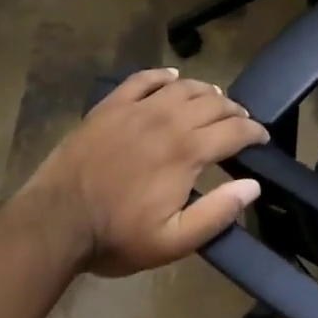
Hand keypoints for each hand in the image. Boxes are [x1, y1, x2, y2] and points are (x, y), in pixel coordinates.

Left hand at [18, 67, 268, 276]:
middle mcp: (168, 120)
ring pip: (183, 86)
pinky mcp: (111, 106)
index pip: (234, 131)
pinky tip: (172, 77)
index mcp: (187, 151)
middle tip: (242, 121)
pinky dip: (163, 75)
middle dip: (235, 110)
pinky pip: (143, 79)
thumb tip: (252, 186)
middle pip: (213, 103)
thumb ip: (217, 213)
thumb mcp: (173, 242)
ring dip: (206, 91)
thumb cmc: (117, 236)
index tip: (262, 138)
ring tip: (215, 100)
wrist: (55, 222)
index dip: (254, 132)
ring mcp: (137, 109)